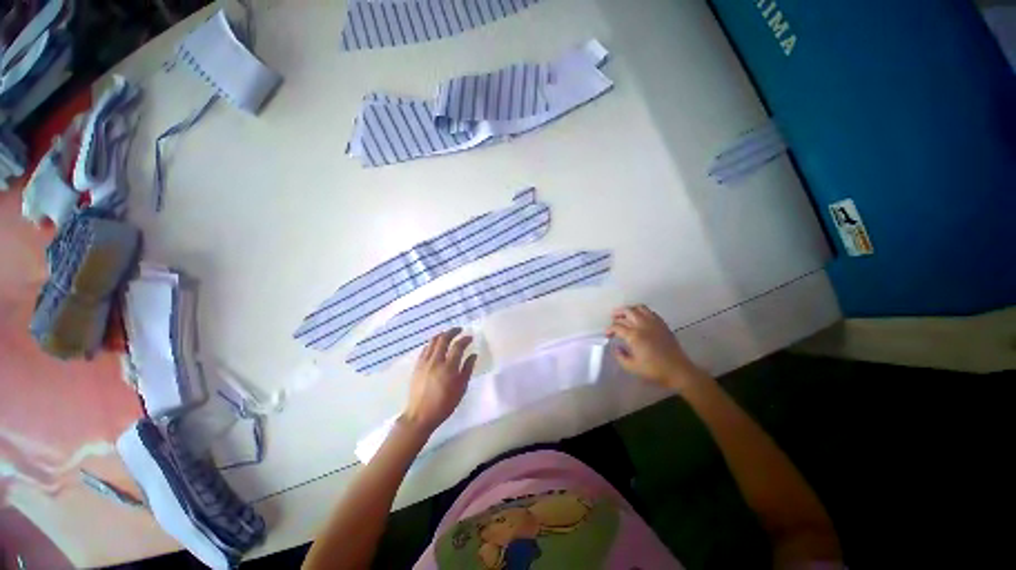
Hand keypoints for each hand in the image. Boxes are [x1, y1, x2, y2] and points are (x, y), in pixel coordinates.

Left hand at [401, 328, 476, 433]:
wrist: (420, 415)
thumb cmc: (444, 404)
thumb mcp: (461, 388)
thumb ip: (467, 369)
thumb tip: (473, 355)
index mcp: (448, 367)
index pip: (458, 346)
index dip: (465, 339)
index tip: (470, 337)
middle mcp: (435, 361)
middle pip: (443, 339)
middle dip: (452, 331)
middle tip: (459, 329)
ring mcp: (424, 363)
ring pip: (432, 342)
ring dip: (441, 335)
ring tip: (448, 334)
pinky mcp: (417, 366)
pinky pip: (425, 349)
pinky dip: (432, 343)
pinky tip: (436, 345)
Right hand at [606, 305, 702, 389]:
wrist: (678, 371)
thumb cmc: (654, 370)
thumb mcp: (632, 367)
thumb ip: (620, 356)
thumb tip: (616, 347)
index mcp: (634, 335)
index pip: (617, 326)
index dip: (609, 329)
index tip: (607, 334)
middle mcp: (643, 325)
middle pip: (627, 311)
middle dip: (618, 314)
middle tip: (612, 318)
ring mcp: (654, 323)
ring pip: (639, 308)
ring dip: (630, 309)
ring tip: (625, 314)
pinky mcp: (663, 324)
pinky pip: (650, 312)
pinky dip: (642, 312)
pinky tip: (639, 318)